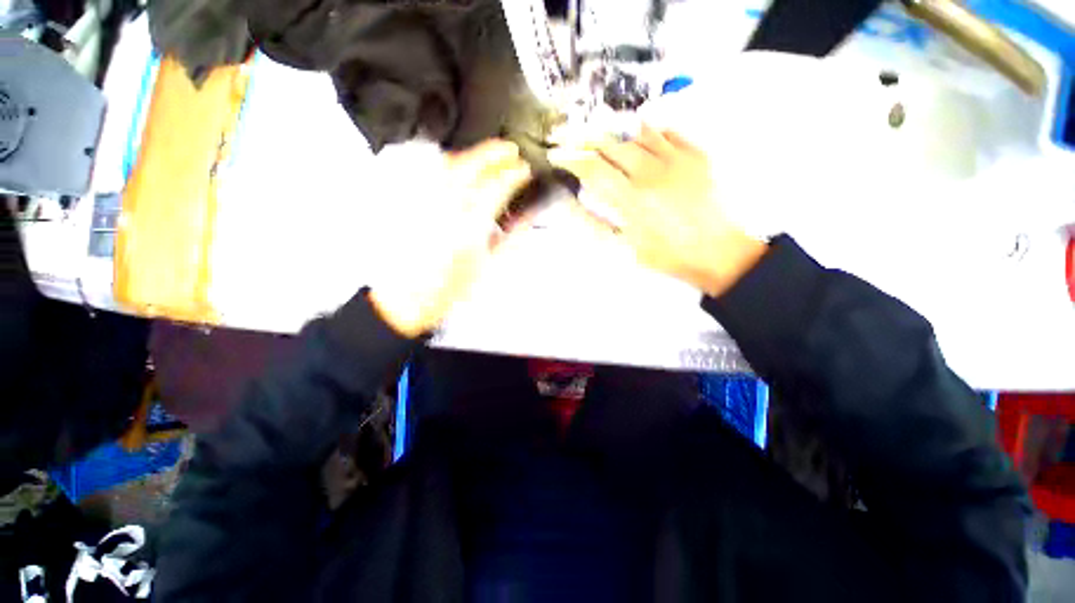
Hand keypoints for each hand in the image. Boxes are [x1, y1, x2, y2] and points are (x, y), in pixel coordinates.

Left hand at [369, 140, 530, 336]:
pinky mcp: (408, 205)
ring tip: (486, 156)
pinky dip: (445, 165)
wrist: (406, 300)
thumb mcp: (487, 269)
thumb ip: (512, 241)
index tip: (525, 170)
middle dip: (493, 153)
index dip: (514, 175)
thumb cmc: (450, 290)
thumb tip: (528, 218)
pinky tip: (455, 167)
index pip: (495, 189)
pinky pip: (427, 175)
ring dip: (470, 156)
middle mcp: (444, 211)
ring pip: (446, 166)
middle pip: (469, 167)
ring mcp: (423, 204)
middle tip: (510, 150)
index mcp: (468, 229)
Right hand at [554, 126, 766, 296]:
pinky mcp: (698, 156)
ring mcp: (678, 160)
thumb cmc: (668, 256)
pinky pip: (669, 133)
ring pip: (639, 135)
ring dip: (619, 139)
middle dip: (589, 141)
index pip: (593, 170)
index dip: (571, 159)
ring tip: (610, 146)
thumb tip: (571, 206)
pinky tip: (645, 142)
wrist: (717, 252)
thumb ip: (596, 226)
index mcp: (632, 200)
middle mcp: (652, 173)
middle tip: (576, 140)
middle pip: (613, 146)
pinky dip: (652, 133)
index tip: (557, 154)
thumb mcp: (626, 250)